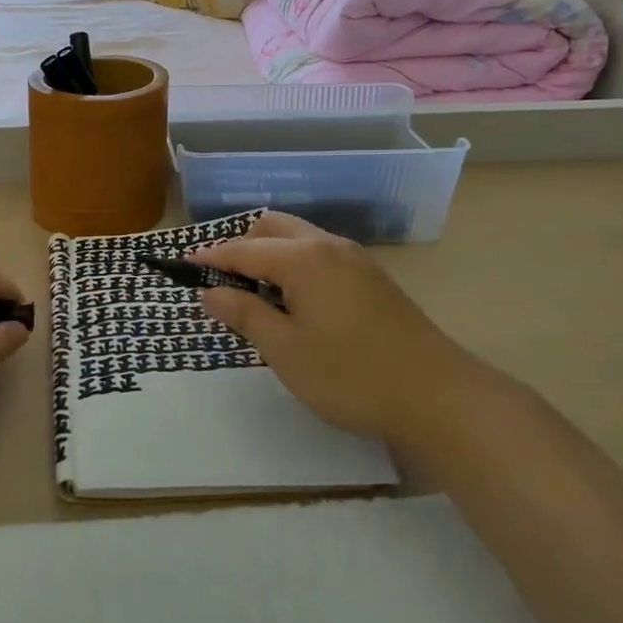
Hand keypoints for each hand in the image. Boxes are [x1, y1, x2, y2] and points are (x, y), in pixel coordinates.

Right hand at [192, 213, 471, 444]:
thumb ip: (245, 315)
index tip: (185, 264)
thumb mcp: (285, 351)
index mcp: (302, 258)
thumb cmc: (350, 375)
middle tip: (223, 282)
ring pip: (300, 238)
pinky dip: (296, 263)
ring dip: (271, 254)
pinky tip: (297, 301)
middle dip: (243, 246)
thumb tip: (210, 293)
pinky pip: (321, 254)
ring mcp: (355, 259)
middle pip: (273, 227)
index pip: (243, 249)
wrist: (437, 395)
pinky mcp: (373, 277)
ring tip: (257, 294)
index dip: (212, 257)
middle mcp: (328, 245)